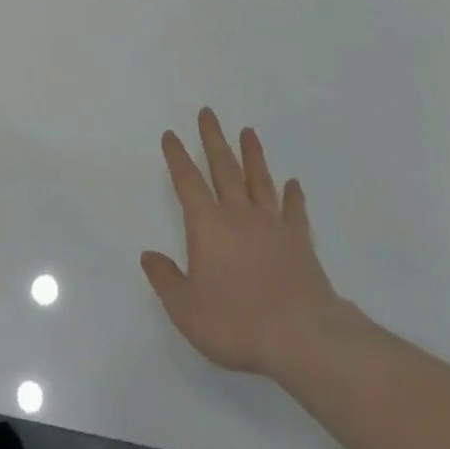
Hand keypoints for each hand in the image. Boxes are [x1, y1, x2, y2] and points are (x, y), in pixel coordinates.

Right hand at [142, 108, 367, 379]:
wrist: (301, 336)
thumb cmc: (236, 322)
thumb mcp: (187, 309)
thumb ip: (166, 280)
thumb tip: (148, 255)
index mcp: (207, 225)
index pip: (188, 182)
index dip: (177, 157)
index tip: (172, 135)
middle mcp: (238, 215)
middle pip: (224, 168)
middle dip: (213, 139)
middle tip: (208, 112)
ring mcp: (272, 225)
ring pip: (259, 180)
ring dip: (252, 155)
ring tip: (248, 131)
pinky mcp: (300, 242)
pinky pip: (295, 211)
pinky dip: (294, 195)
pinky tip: (293, 183)